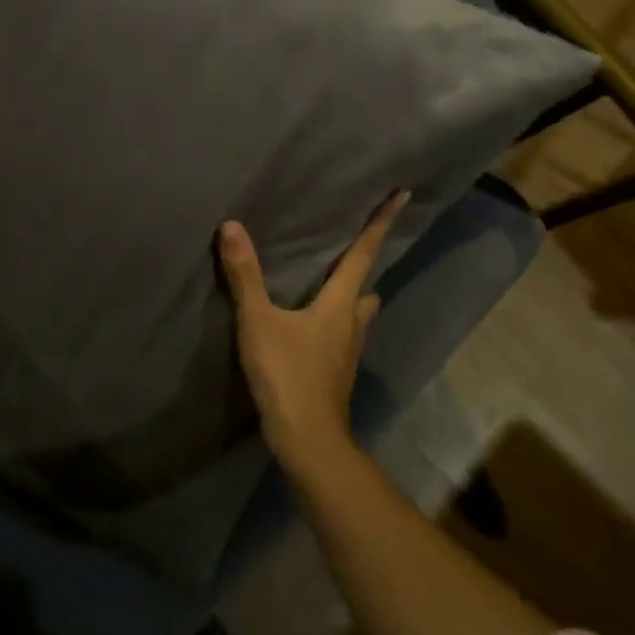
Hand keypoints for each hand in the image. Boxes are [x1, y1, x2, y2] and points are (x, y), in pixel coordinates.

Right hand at [218, 191, 409, 470]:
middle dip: (365, 263)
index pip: (363, 253)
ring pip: (358, 313)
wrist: (308, 439)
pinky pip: (343, 333)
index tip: (403, 196)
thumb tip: (231, 226)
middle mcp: (352, 322)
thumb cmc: (287, 373)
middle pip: (366, 285)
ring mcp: (348, 351)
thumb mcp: (258, 320)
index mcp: (340, 303)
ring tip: (335, 282)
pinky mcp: (337, 371)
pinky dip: (336, 319)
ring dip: (353, 295)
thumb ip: (245, 275)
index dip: (380, 223)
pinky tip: (315, 324)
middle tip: (357, 241)